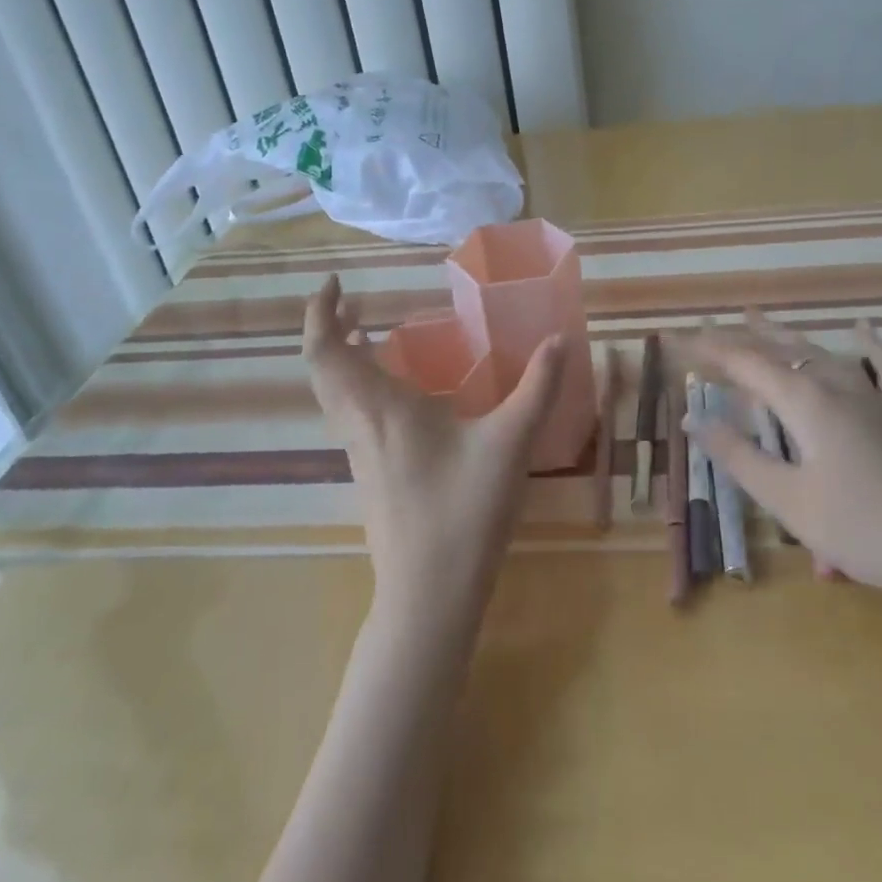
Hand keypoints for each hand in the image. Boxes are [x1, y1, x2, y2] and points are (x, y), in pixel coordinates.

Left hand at [304, 276, 564, 625]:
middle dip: (328, 330)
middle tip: (350, 302)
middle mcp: (360, 426)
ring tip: (365, 333)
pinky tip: (394, 391)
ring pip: (333, 395)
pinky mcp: (370, 476)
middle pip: (322, 371)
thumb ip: (538, 387)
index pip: (326, 353)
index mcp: (381, 409)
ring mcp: (360, 454)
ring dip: (340, 359)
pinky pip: (350, 415)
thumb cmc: (464, 512)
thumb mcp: (510, 442)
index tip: (334, 285)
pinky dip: (357, 385)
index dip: (320, 314)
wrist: (429, 597)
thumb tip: (561, 338)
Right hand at [671, 315, 881, 612]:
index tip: (679, 340)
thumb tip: (693, 418)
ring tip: (761, 318)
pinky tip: (863, 328)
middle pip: (782, 350)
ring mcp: (878, 395)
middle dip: (742, 338)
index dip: (710, 350)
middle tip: (710, 325)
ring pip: (824, 352)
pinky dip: (869, 345)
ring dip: (788, 335)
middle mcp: (839, 385)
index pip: (746, 365)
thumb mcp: (789, 500)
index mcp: (806, 403)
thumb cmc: (864, 530)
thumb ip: (738, 456)